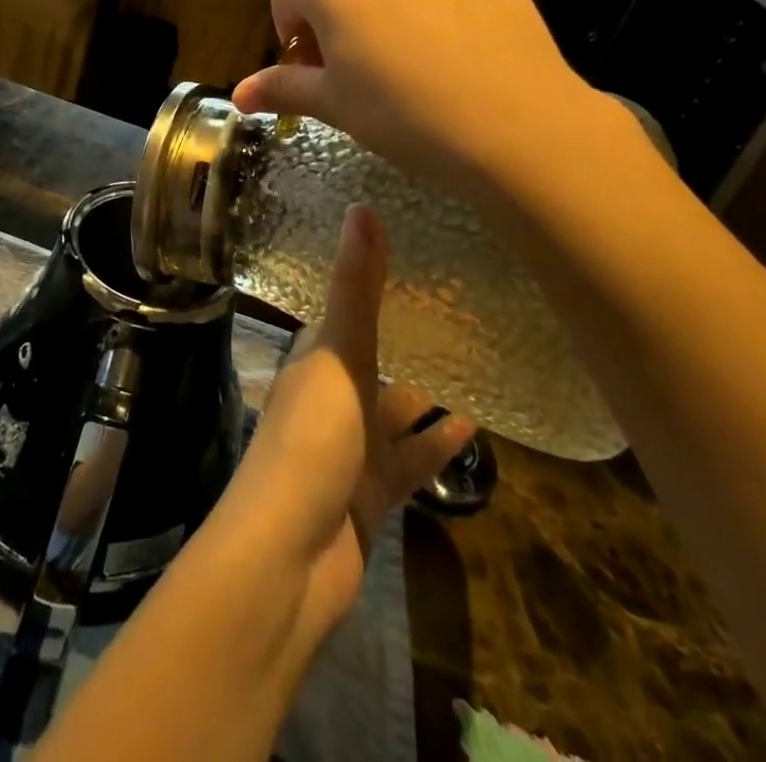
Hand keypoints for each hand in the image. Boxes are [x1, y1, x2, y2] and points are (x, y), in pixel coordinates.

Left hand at [223, 205, 474, 633]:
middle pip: (373, 358)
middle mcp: (331, 395)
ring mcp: (351, 447)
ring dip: (426, 393)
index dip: (372, 283)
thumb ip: (357, 287)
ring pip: (395, 410)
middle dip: (406, 338)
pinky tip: (475, 429)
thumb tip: (363, 205)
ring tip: (477, 364)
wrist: (288, 560)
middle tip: (460, 309)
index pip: (346, 309)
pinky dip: (436, 445)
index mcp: (316, 358)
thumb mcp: (339, 354)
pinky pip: (411, 461)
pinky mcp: (372, 493)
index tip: (414, 255)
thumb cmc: (311, 440)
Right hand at [233, 0, 618, 209]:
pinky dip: (444, 3)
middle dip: (342, 21)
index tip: (316, 76)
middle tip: (366, 74)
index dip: (293, 41)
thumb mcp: (333, 105)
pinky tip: (463, 48)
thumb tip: (238, 93)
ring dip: (392, 8)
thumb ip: (281, 88)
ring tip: (420, 63)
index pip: (287, 0)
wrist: (512, 121)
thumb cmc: (401, 113)